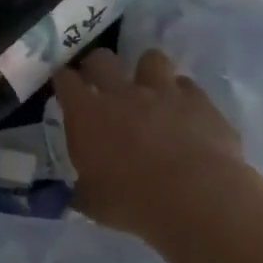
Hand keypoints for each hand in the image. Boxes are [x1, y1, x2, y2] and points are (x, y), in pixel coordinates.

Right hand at [52, 47, 258, 241]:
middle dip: (97, 66)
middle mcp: (122, 93)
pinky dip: (183, 96)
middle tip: (101, 82)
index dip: (63, 80)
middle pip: (102, 59)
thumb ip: (84, 188)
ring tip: (151, 91)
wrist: (196, 199)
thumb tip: (80, 191)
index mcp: (88, 115)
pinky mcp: (199, 100)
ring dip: (147, 72)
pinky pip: (187, 85)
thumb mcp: (93, 203)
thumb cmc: (133, 203)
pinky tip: (185, 114)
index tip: (65, 86)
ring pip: (150, 58)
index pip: (65, 80)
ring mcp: (163, 92)